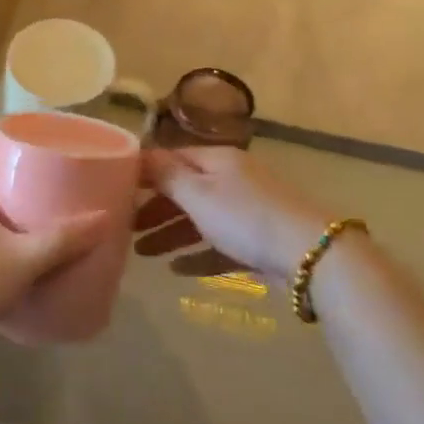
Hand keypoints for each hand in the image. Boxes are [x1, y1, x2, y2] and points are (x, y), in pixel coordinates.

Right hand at [141, 147, 331, 278]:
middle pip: (184, 189)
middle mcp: (231, 179)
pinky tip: (176, 270)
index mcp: (217, 160)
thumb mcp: (199, 193)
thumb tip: (139, 153)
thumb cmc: (245, 217)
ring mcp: (246, 210)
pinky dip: (197, 254)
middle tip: (125, 227)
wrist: (309, 254)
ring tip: (142, 254)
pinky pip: (218, 244)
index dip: (143, 172)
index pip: (172, 158)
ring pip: (199, 218)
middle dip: (154, 207)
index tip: (115, 189)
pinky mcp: (257, 241)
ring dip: (170, 234)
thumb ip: (166, 175)